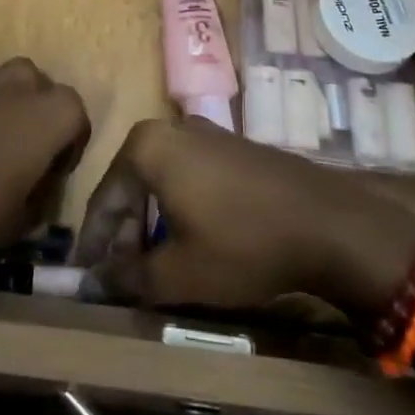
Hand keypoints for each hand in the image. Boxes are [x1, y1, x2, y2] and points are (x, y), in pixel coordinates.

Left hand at [0, 60, 88, 252]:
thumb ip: (35, 204)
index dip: (66, 151)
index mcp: (54, 110)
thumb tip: (33, 197)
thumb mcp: (15, 223)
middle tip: (12, 158)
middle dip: (32, 120)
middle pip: (39, 94)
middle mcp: (22, 79)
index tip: (48, 177)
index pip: (77, 122)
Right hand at [75, 120, 414, 312]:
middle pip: (131, 185)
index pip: (104, 200)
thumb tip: (91, 286)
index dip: (94, 246)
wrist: (328, 222)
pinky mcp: (232, 145)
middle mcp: (170, 128)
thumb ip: (127, 277)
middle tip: (122, 277)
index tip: (86, 281)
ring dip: (151, 223)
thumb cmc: (242, 244)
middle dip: (123, 234)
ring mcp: (204, 132)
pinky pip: (188, 174)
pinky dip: (179, 207)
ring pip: (160, 180)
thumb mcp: (179, 272)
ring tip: (154, 265)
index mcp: (146, 147)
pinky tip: (189, 240)